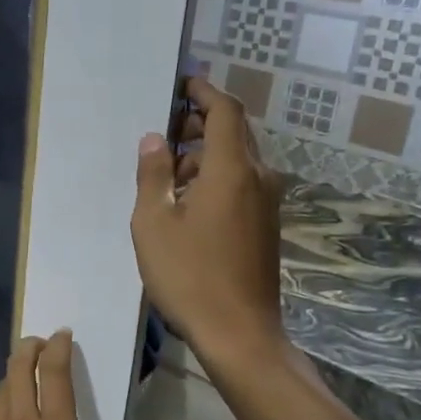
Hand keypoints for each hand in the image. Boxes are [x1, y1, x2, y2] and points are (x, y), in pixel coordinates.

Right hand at [131, 76, 286, 365]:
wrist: (240, 333)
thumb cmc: (189, 275)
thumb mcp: (154, 223)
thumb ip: (153, 175)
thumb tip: (154, 140)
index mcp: (231, 170)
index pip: (224, 111)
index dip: (203, 92)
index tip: (180, 85)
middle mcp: (258, 178)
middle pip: (235, 132)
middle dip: (201, 123)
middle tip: (165, 132)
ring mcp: (267, 203)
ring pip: (239, 159)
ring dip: (206, 153)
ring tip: (168, 172)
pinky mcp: (267, 225)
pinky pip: (243, 183)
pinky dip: (217, 176)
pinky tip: (189, 202)